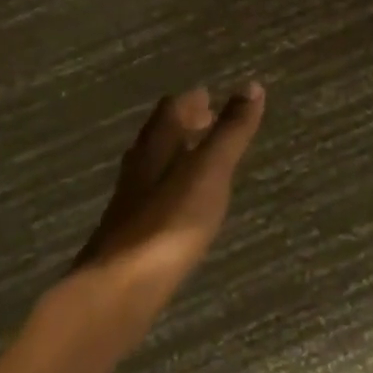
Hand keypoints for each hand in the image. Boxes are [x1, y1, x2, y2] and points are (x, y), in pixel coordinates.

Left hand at [72, 83, 265, 319]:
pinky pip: (153, 196)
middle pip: (159, 135)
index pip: (171, 109)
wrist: (120, 288)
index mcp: (155, 145)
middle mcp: (138, 167)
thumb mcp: (209, 171)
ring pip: (154, 165)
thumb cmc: (170, 222)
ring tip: (201, 161)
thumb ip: (230, 131)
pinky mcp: (130, 233)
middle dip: (183, 125)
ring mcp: (130, 201)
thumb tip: (252, 85)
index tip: (211, 97)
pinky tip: (182, 206)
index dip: (191, 100)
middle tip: (209, 122)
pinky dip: (171, 187)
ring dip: (176, 155)